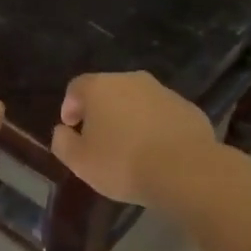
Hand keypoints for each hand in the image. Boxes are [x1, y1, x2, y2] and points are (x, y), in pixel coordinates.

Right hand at [49, 72, 217, 205]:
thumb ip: (63, 143)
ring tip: (130, 147)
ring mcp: (163, 92)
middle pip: (109, 90)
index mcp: (101, 87)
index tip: (71, 127)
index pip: (77, 87)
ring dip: (130, 118)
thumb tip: (62, 131)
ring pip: (138, 101)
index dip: (70, 106)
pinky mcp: (188, 108)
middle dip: (101, 111)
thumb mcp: (80, 162)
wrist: (185, 169)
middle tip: (99, 138)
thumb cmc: (123, 163)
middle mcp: (132, 80)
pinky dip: (156, 126)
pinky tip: (157, 151)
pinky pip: (163, 114)